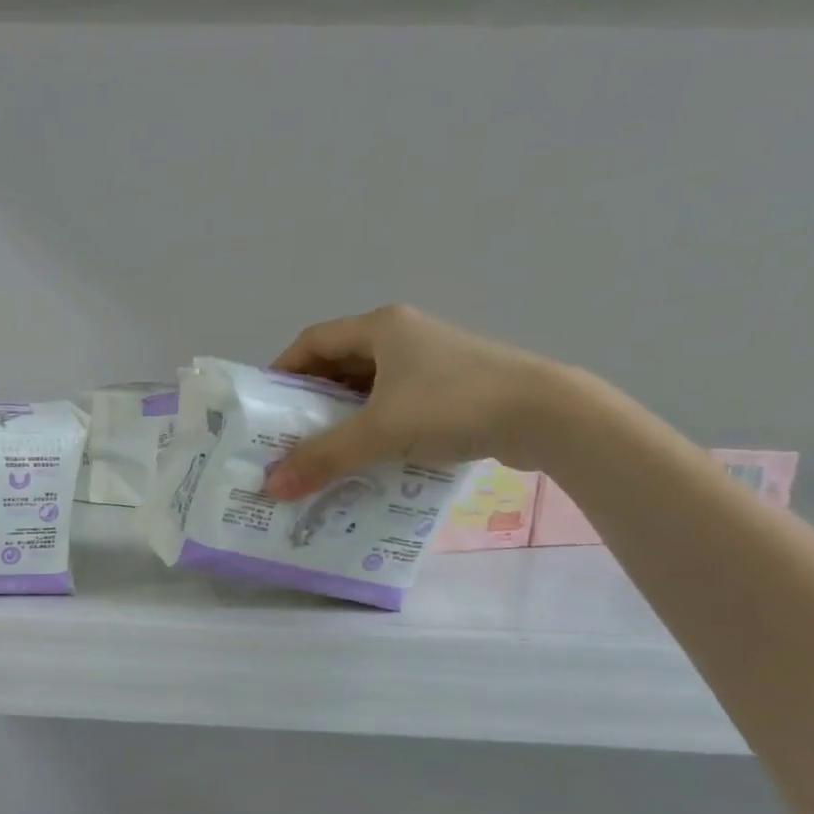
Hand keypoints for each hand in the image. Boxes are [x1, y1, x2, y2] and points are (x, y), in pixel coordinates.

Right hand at [263, 305, 560, 499]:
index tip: (265, 405)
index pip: (313, 340)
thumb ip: (322, 458)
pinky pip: (397, 403)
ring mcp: (433, 361)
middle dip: (311, 399)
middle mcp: (405, 335)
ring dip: (343, 416)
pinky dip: (375, 425)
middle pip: (340, 363)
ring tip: (322, 451)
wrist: (549, 415)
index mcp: (382, 327)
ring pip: (370, 386)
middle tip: (288, 435)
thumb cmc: (454, 405)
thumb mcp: (379, 432)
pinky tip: (368, 456)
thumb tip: (270, 487)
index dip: (283, 369)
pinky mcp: (454, 388)